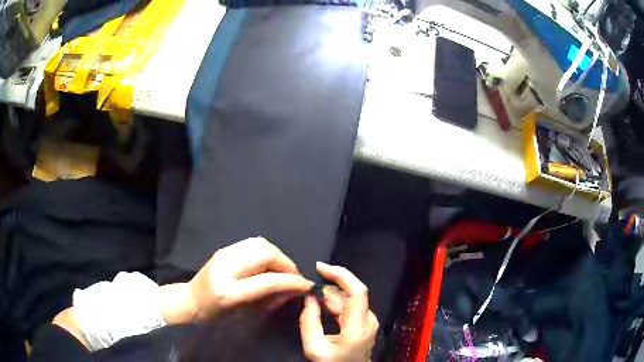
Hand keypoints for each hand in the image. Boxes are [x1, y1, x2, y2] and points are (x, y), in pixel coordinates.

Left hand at [163, 237, 313, 322]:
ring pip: (260, 244)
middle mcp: (225, 267)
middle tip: (293, 278)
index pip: (267, 280)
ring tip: (282, 270)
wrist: (190, 300)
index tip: (306, 286)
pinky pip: (252, 243)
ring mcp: (223, 254)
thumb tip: (292, 289)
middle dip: (286, 264)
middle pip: (265, 254)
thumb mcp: (242, 311)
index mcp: (228, 290)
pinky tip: (269, 264)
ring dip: (278, 256)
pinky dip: (267, 252)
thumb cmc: (214, 313)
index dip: (291, 281)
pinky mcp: (225, 249)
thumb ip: (268, 298)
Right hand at [299, 262, 378, 361]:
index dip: (340, 274)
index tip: (319, 267)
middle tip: (307, 285)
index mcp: (359, 326)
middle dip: (329, 285)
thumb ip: (309, 322)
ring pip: (348, 300)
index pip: (357, 290)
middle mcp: (368, 320)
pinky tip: (319, 305)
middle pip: (351, 293)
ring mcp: (367, 322)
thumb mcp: (315, 348)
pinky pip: (348, 308)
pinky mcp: (363, 325)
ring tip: (309, 295)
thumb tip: (309, 298)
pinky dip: (333, 303)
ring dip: (329, 295)